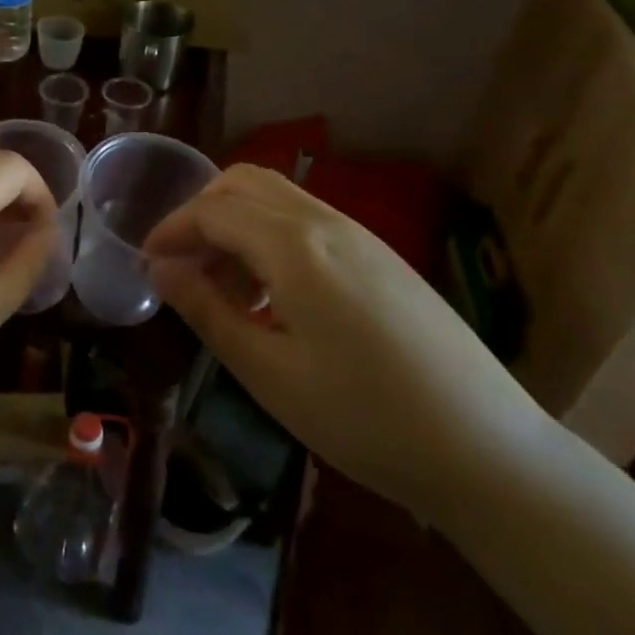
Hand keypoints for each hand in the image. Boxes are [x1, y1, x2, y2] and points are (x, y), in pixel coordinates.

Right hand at [142, 165, 550, 524]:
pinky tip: (274, 294)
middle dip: (201, 213)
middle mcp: (325, 221)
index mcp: (294, 246)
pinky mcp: (381, 254)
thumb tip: (161, 269)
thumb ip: (207, 310)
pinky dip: (270, 235)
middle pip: (243, 183)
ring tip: (224, 286)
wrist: (488, 451)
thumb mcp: (269, 373)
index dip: (171, 229)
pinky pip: (307, 220)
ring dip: (236, 222)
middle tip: (182, 264)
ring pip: (277, 197)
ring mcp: (360, 234)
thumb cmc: (365, 419)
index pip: (212, 210)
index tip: (146, 262)